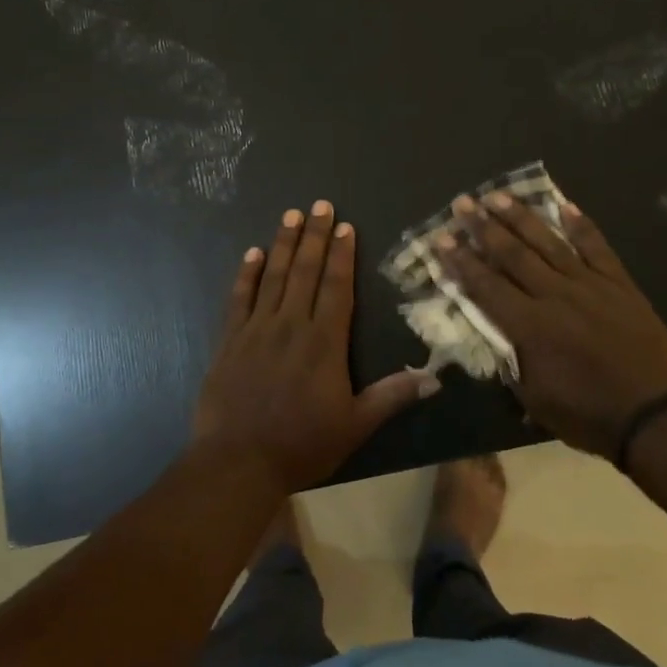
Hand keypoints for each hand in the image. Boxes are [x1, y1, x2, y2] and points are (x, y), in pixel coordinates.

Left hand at [194, 200, 438, 492]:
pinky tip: (252, 254)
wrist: (238, 461)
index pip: (337, 287)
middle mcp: (291, 325)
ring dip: (283, 244)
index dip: (343, 255)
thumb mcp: (355, 425)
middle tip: (320, 204)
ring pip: (273, 277)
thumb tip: (435, 376)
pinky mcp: (230, 340)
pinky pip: (239, 299)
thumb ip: (392, 396)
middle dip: (315, 236)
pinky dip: (246, 275)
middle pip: (305, 271)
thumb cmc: (302, 445)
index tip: (346, 226)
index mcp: (324, 342)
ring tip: (291, 215)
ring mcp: (257, 329)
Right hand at [439, 194, 666, 458]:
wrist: (654, 417)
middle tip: (462, 203)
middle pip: (512, 254)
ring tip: (498, 195)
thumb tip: (495, 335)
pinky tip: (564, 205)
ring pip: (548, 243)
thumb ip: (510, 362)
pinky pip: (597, 248)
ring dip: (520, 218)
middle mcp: (554, 296)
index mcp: (529, 326)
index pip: (486, 286)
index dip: (461, 261)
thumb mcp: (533, 399)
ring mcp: (589, 285)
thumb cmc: (587, 415)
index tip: (441, 239)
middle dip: (483, 227)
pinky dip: (580, 226)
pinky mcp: (619, 285)